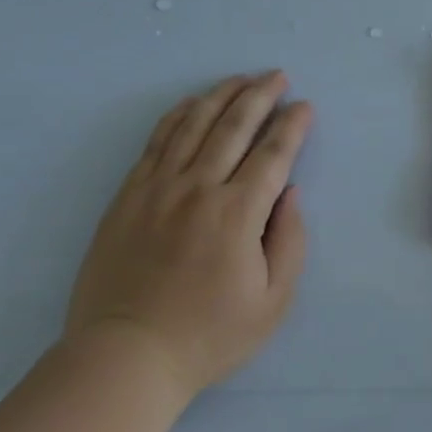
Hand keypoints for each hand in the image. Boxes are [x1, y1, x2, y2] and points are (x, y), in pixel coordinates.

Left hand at [68, 71, 313, 395]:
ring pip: (195, 124)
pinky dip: (178, 115)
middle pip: (235, 126)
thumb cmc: (208, 335)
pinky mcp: (129, 194)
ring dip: (222, 95)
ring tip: (242, 78)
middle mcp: (199, 188)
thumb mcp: (272, 303)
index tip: (305, 106)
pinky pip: (157, 141)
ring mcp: (158, 187)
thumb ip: (289, 242)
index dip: (293, 125)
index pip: (273, 153)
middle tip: (278, 76)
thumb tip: (290, 193)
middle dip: (261, 95)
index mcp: (238, 213)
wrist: (125, 355)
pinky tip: (192, 103)